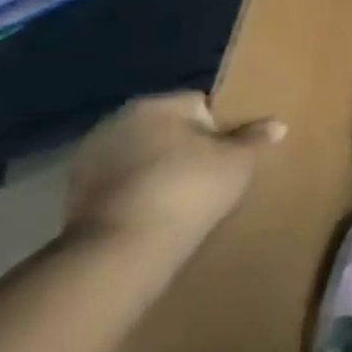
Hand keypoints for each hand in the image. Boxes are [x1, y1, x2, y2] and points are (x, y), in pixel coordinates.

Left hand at [64, 93, 284, 262]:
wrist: (123, 247)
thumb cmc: (189, 189)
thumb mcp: (238, 162)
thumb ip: (255, 138)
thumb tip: (276, 124)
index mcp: (156, 105)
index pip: (201, 104)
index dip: (223, 126)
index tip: (234, 152)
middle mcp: (117, 121)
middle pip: (169, 128)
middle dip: (189, 146)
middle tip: (215, 174)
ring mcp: (90, 157)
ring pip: (143, 155)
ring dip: (161, 169)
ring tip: (186, 197)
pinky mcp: (75, 192)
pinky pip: (123, 182)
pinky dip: (139, 191)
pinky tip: (158, 212)